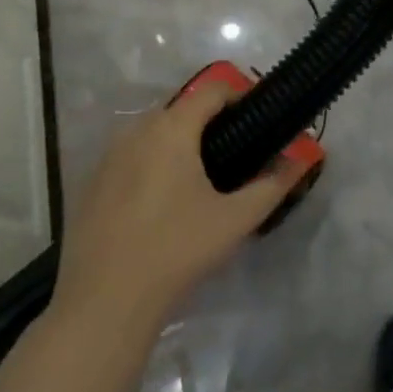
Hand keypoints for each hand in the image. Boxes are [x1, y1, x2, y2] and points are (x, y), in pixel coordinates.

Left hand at [52, 82, 301, 338]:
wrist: (104, 302)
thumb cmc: (176, 250)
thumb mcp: (234, 221)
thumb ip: (271, 186)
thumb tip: (300, 161)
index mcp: (172, 128)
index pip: (212, 89)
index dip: (239, 95)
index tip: (257, 117)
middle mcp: (137, 129)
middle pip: (181, 108)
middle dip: (209, 121)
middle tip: (234, 151)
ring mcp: (109, 155)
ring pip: (153, 132)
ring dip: (178, 141)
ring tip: (201, 177)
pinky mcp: (92, 181)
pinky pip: (130, 156)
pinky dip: (151, 163)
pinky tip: (161, 202)